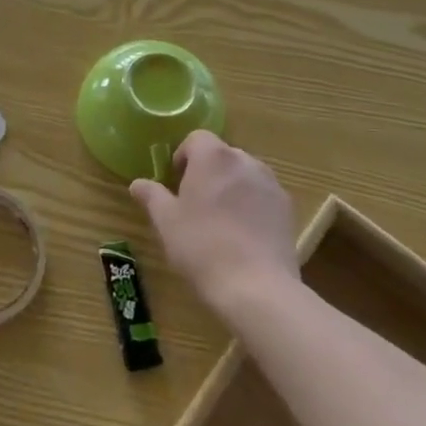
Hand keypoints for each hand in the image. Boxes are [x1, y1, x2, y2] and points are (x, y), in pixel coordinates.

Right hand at [130, 130, 299, 315]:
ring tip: (220, 219)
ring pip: (244, 174)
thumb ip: (152, 196)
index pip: (197, 138)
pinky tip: (243, 234)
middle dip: (207, 171)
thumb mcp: (166, 222)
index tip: (176, 182)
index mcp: (213, 157)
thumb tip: (138, 184)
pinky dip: (251, 204)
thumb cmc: (201, 246)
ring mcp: (271, 184)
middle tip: (194, 202)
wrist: (256, 286)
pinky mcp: (287, 209)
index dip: (183, 155)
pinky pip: (263, 195)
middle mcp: (245, 161)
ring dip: (231, 186)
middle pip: (222, 155)